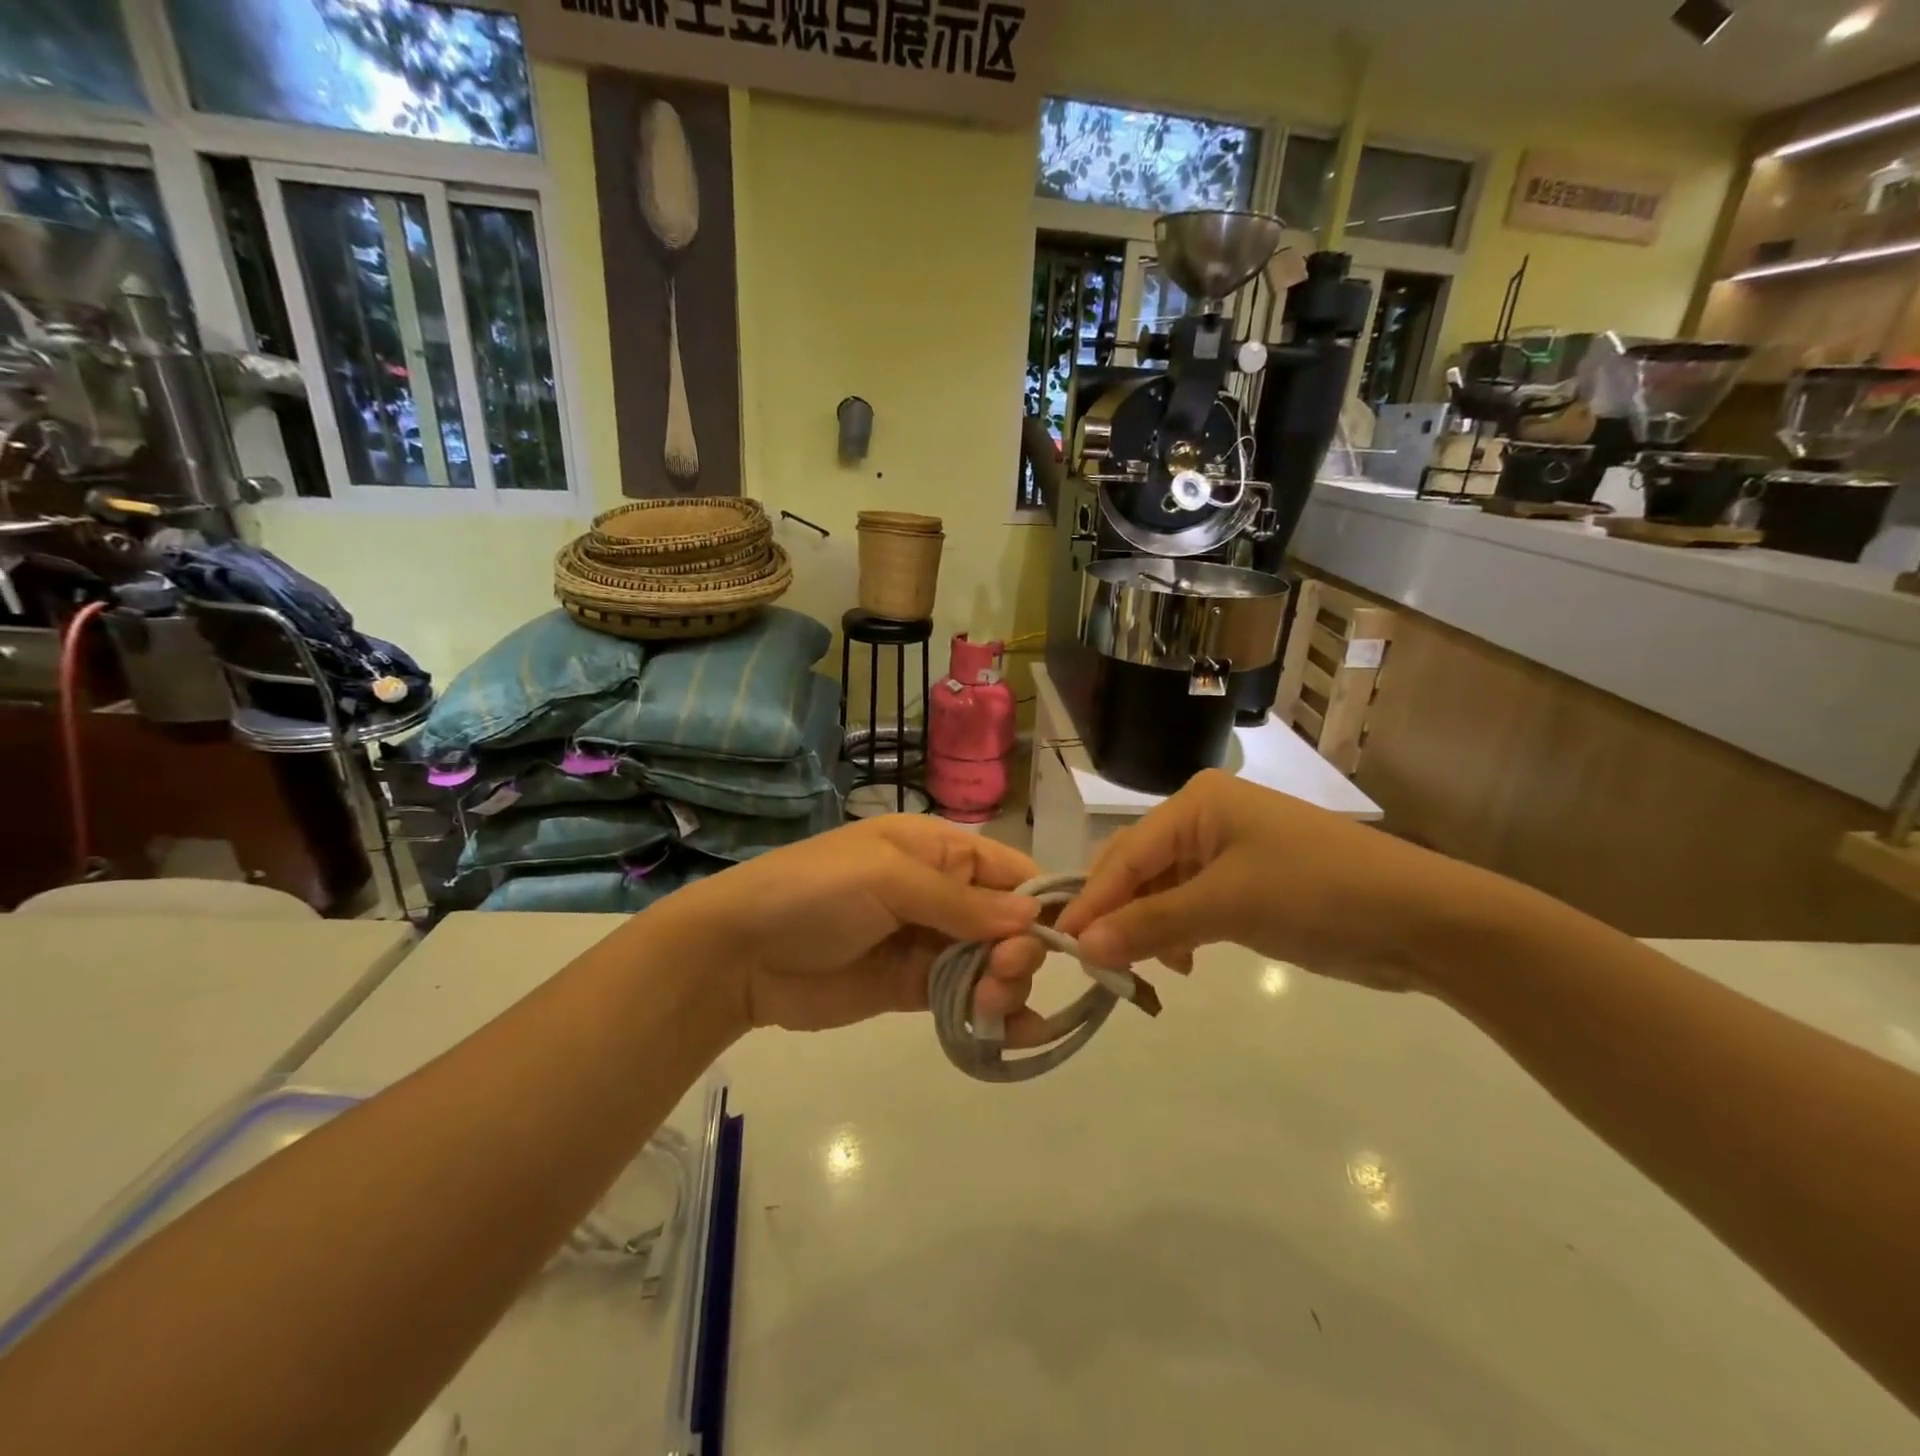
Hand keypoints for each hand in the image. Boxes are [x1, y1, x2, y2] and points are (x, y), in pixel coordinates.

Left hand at [659, 815, 1041, 1032]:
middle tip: (1001, 973)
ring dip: (1005, 985)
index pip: (1012, 872)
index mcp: (940, 851)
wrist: (741, 953)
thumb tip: (1032, 919)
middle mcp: (944, 894)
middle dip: (1019, 950)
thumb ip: (960, 902)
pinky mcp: (914, 988)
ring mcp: (929, 944)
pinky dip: (993, 1014)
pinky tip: (1014, 1036)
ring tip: (987, 1004)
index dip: (1042, 903)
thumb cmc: (816, 892)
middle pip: (1010, 923)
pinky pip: (966, 998)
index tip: (1068, 940)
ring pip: (993, 964)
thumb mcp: (888, 878)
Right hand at [981, 773, 1475, 1026]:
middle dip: (1116, 914)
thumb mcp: (1229, 905)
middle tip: (1094, 963)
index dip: (1092, 899)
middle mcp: (1202, 819)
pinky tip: (1180, 962)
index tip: (1059, 943)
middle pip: (1138, 868)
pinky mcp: (1244, 885)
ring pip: (1160, 890)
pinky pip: (1189, 905)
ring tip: (1136, 969)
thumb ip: (1153, 924)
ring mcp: (1225, 852)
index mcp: (1195, 804)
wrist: (1420, 919)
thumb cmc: (1317, 892)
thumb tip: (1084, 948)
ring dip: (1145, 928)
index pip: (1125, 854)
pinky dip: (1176, 933)